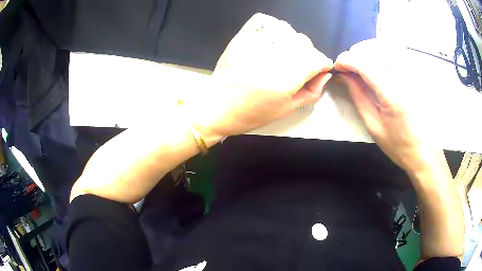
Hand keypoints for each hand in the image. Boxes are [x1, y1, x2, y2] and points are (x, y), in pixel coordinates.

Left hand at [187, 13, 333, 136]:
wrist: (216, 107)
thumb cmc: (252, 114)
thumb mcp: (286, 109)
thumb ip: (311, 92)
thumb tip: (325, 73)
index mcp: (282, 82)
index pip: (314, 60)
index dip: (323, 62)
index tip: (322, 66)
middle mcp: (269, 61)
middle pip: (302, 42)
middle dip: (310, 51)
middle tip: (303, 61)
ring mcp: (252, 47)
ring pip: (285, 29)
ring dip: (292, 38)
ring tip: (287, 50)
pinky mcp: (239, 40)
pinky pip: (260, 21)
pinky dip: (272, 25)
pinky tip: (273, 37)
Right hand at [334, 39, 442, 174]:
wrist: (423, 152)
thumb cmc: (398, 145)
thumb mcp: (374, 125)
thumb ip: (358, 97)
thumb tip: (343, 77)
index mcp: (391, 94)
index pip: (364, 64)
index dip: (346, 60)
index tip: (337, 66)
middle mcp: (402, 78)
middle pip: (373, 52)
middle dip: (355, 56)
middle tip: (347, 69)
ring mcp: (410, 74)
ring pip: (383, 51)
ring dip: (366, 56)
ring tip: (360, 69)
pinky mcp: (414, 75)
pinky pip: (394, 57)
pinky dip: (379, 59)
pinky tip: (376, 69)